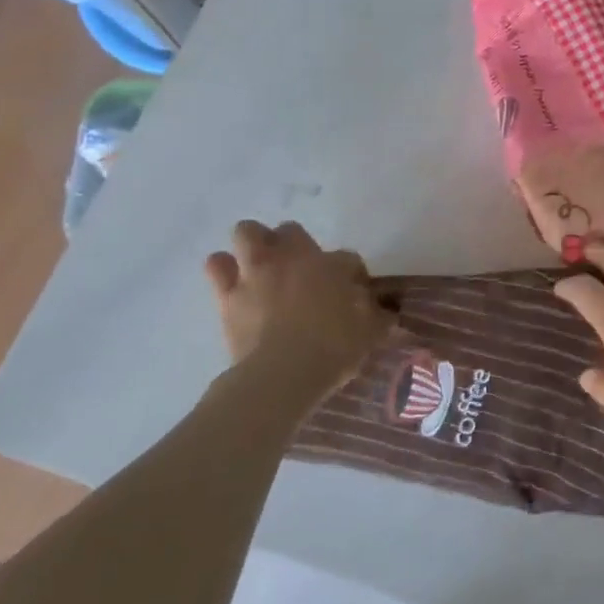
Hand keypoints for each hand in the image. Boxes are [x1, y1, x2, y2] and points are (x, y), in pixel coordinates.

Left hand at [205, 220, 391, 393]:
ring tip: (262, 266)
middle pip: (291, 230)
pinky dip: (224, 269)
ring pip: (247, 232)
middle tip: (303, 272)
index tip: (355, 294)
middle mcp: (292, 259)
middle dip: (297, 246)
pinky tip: (234, 283)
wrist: (283, 373)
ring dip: (255, 244)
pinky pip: (216, 265)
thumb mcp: (371, 333)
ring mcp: (256, 272)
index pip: (348, 258)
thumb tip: (386, 311)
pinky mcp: (228, 293)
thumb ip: (378, 316)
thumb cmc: (334, 348)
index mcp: (331, 265)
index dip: (353, 274)